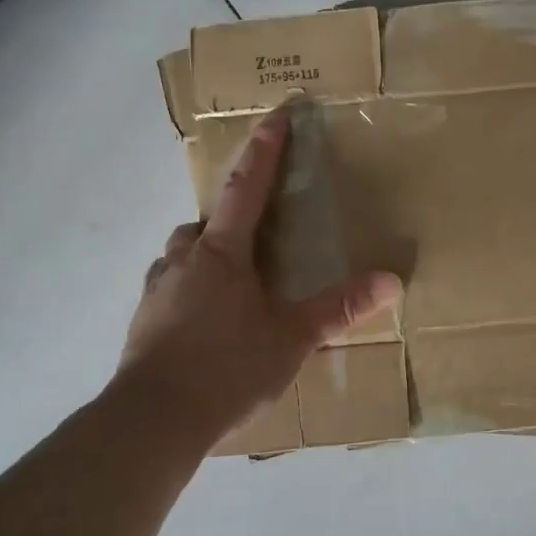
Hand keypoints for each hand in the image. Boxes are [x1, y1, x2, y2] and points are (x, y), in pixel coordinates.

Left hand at [115, 107, 402, 440]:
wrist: (154, 419)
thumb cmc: (227, 366)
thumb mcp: (293, 337)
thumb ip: (341, 308)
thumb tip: (392, 281)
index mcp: (221, 253)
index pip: (245, 188)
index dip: (263, 151)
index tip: (274, 116)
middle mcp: (183, 261)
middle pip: (205, 223)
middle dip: (227, 219)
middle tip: (254, 236)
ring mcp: (156, 292)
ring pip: (181, 256)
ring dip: (204, 256)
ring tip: (232, 283)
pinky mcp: (142, 324)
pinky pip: (170, 291)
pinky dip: (189, 293)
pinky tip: (206, 324)